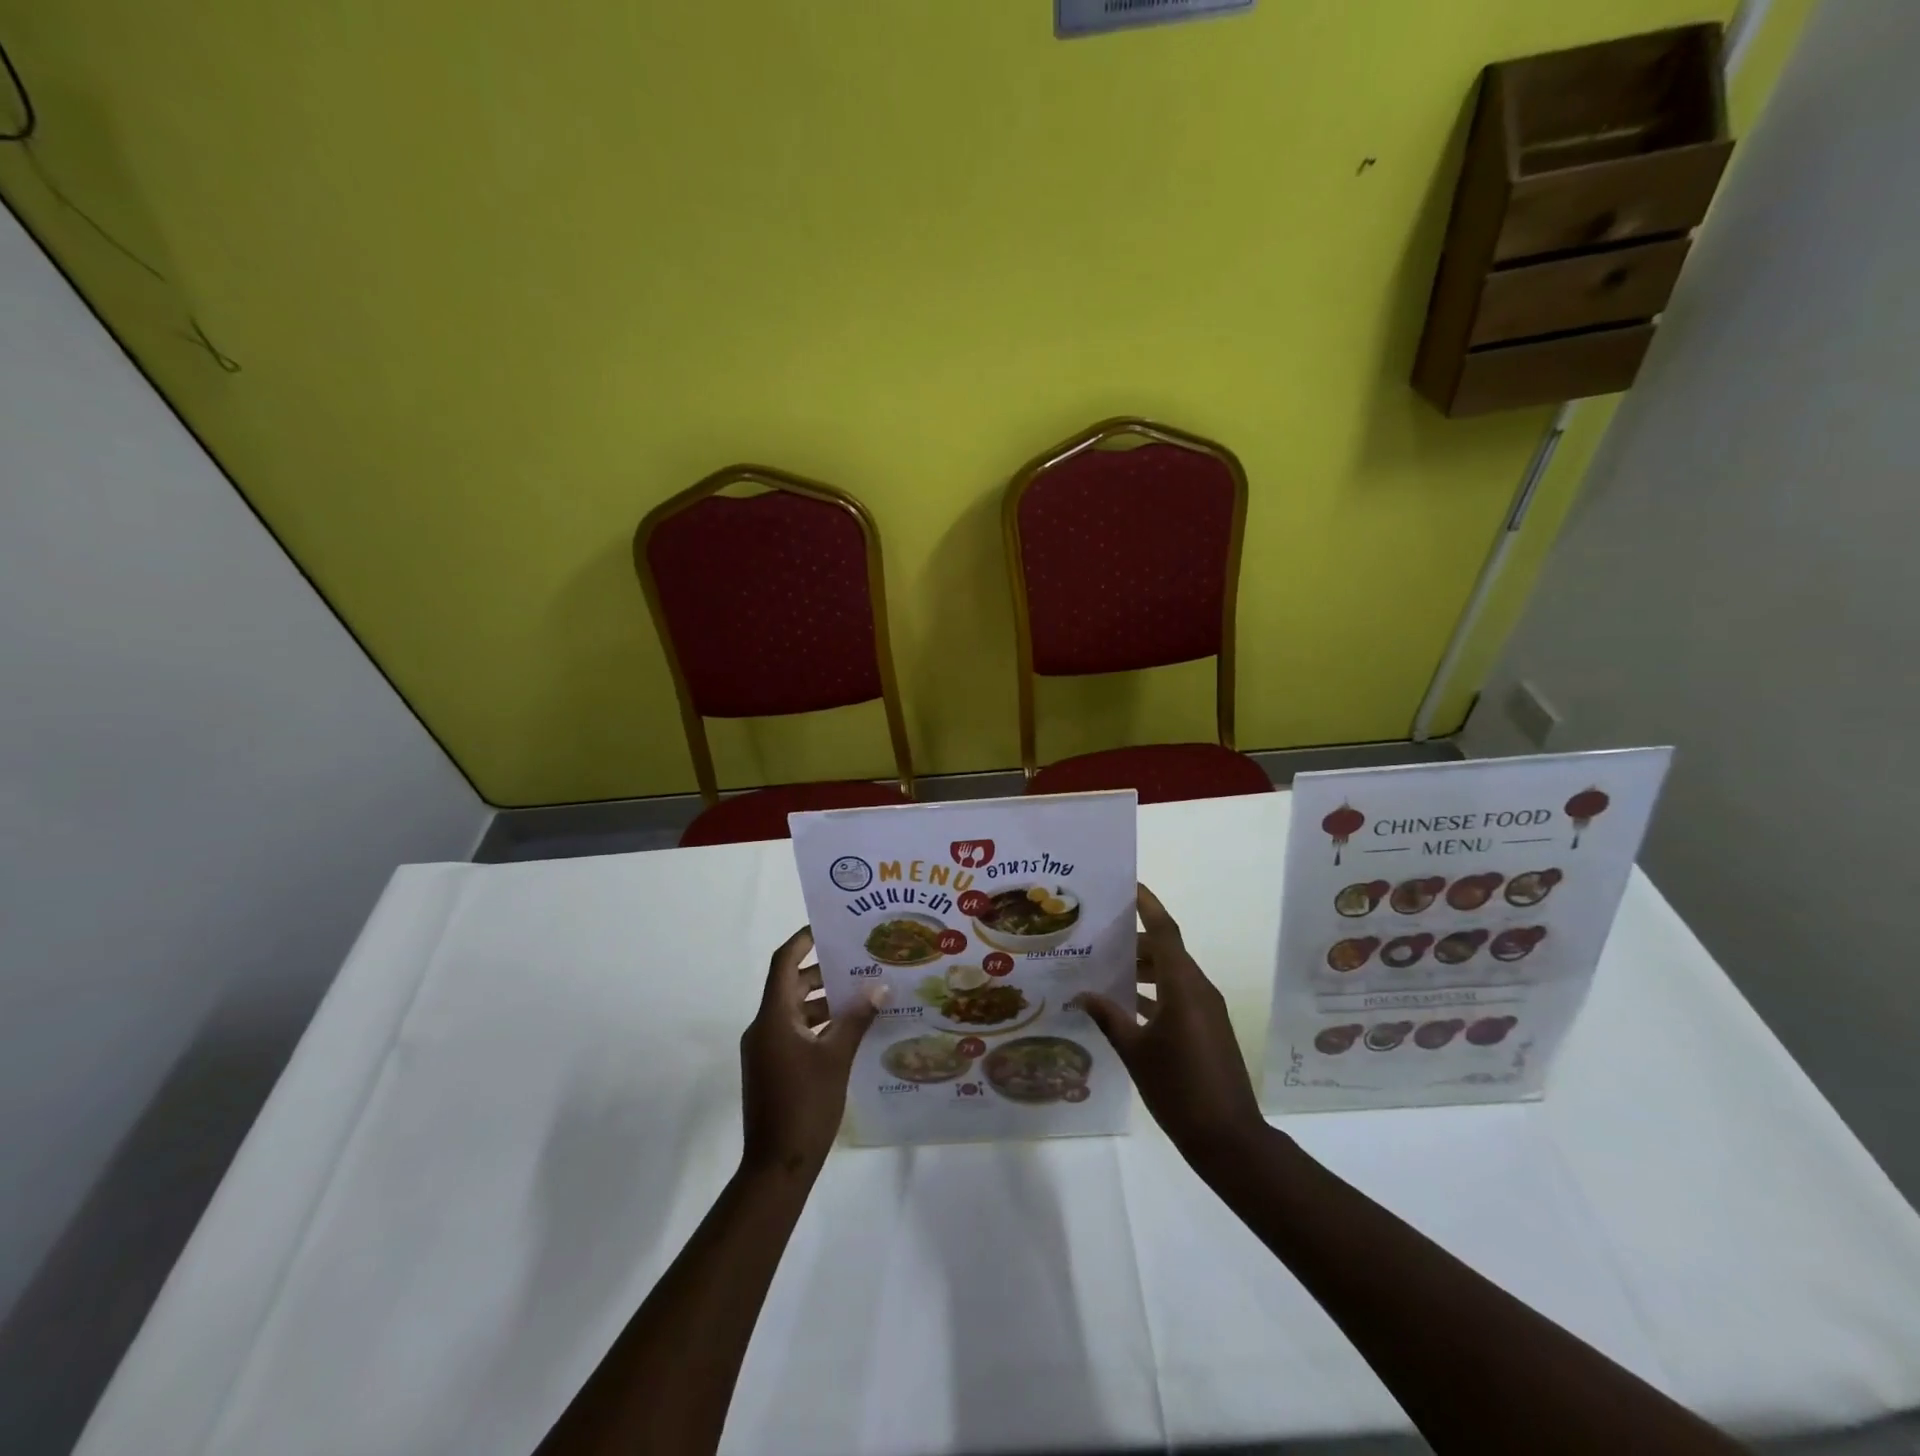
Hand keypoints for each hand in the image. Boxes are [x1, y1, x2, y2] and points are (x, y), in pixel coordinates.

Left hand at [740, 926, 883, 1178]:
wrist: (776, 1167)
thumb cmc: (805, 1105)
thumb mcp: (836, 1058)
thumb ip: (856, 1019)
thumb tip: (878, 987)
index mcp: (773, 1017)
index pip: (783, 963)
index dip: (802, 940)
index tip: (829, 927)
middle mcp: (764, 1027)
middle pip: (790, 985)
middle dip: (822, 970)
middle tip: (858, 960)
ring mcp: (765, 1050)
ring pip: (794, 1010)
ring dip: (823, 999)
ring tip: (860, 993)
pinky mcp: (771, 1068)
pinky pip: (794, 1031)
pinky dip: (817, 1023)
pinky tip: (848, 1030)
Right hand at [1078, 885, 1267, 1171]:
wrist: (1229, 1139)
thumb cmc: (1179, 1090)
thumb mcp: (1135, 1052)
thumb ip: (1108, 1017)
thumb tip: (1081, 994)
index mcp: (1183, 987)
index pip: (1165, 931)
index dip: (1148, 905)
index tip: (1129, 884)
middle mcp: (1198, 989)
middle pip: (1166, 950)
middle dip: (1135, 940)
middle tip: (1099, 934)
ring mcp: (1206, 1010)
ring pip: (1172, 973)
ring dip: (1143, 967)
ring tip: (1105, 966)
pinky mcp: (1208, 1028)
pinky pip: (1178, 994)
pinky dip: (1154, 991)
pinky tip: (1125, 1004)